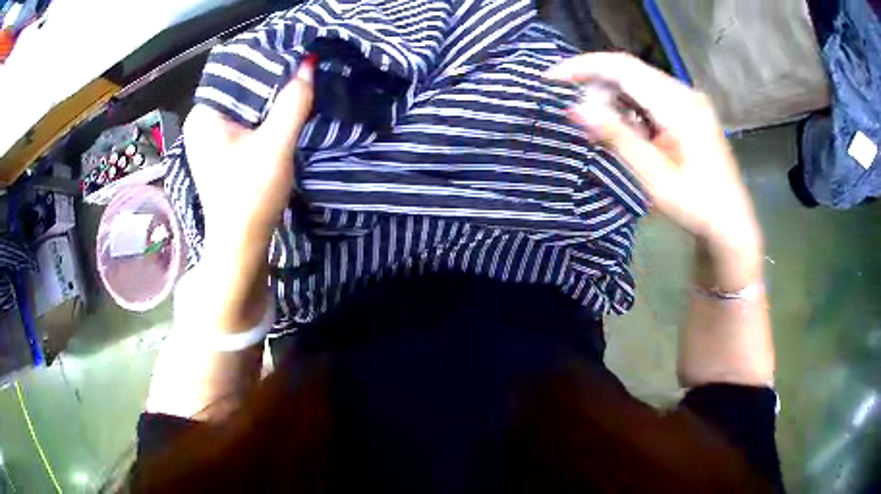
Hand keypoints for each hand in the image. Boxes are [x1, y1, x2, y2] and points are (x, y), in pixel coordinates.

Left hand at [183, 56, 315, 243]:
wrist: (241, 246)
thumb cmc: (250, 195)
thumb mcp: (276, 144)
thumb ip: (293, 102)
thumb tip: (309, 63)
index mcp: (203, 114)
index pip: (236, 72)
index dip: (267, 62)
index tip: (296, 55)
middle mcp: (201, 123)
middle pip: (239, 89)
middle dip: (269, 81)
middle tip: (301, 69)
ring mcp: (208, 139)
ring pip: (243, 106)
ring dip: (268, 100)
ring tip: (296, 86)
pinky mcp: (220, 153)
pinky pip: (243, 122)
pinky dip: (262, 117)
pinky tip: (282, 113)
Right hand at [546, 53, 761, 256]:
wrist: (730, 223)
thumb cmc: (696, 206)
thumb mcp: (654, 177)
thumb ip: (617, 138)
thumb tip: (575, 109)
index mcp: (678, 105)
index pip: (623, 68)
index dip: (584, 66)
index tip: (552, 78)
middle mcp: (684, 93)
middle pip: (629, 71)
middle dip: (596, 84)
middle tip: (576, 113)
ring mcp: (688, 101)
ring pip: (638, 83)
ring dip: (612, 97)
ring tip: (598, 125)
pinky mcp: (688, 111)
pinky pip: (650, 97)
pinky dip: (629, 107)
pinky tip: (625, 129)